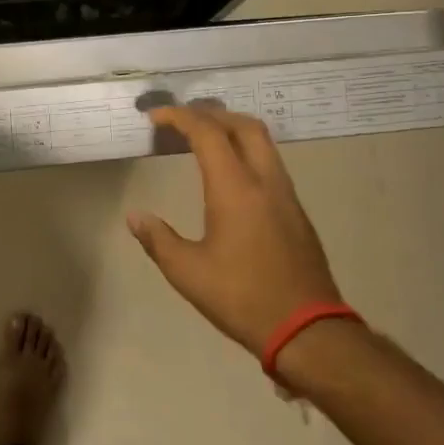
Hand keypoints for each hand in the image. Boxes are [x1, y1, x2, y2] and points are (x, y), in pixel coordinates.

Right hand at [127, 105, 345, 358]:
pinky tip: (230, 175)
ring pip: (263, 142)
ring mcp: (286, 195)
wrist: (308, 331)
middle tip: (182, 121)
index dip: (179, 117)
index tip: (155, 117)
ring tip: (203, 141)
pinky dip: (246, 152)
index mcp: (235, 189)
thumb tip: (135, 216)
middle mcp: (265, 181)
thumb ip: (158, 239)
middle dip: (210, 114)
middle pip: (243, 125)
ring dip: (232, 130)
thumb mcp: (188, 272)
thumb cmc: (242, 298)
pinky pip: (270, 164)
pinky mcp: (296, 212)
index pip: (207, 133)